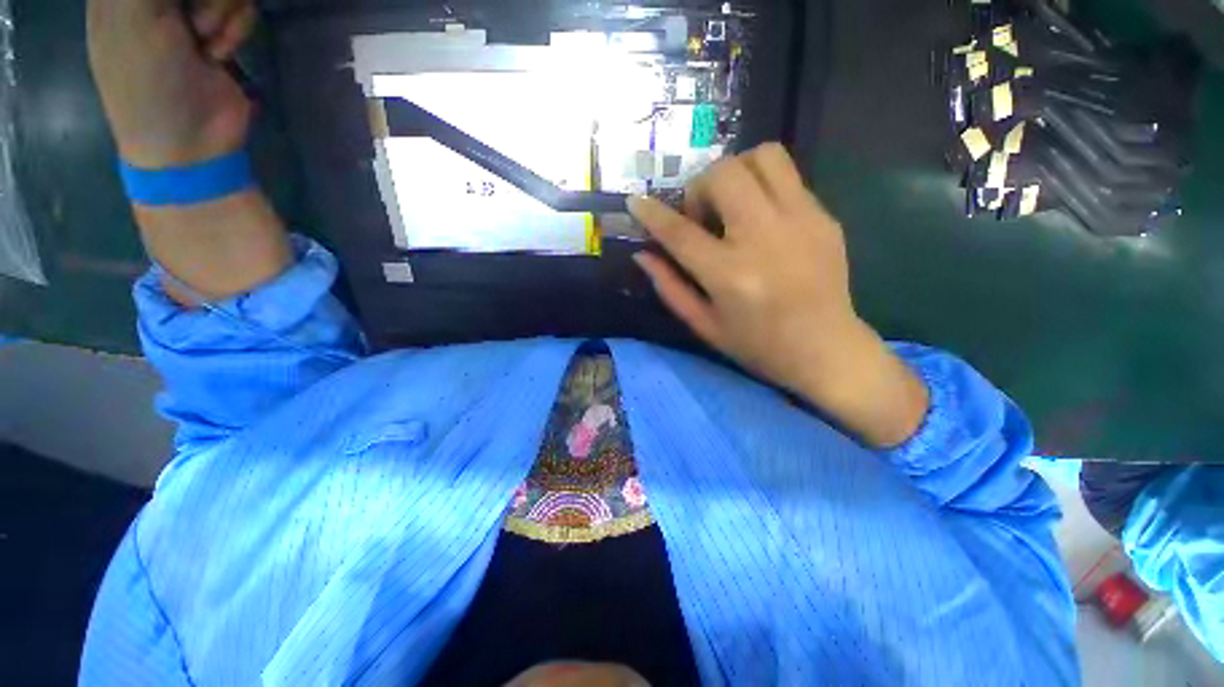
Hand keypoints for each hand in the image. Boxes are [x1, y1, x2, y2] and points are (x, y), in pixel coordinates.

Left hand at [88, 0, 255, 167]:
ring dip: (223, 11)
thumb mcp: (131, 15)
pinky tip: (218, 53)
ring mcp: (188, 10)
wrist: (189, 143)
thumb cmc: (147, 82)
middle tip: (190, 23)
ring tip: (204, 45)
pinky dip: (236, 28)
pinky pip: (242, 7)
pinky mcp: (219, 30)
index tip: (178, 9)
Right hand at [630, 143, 928, 446]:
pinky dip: (763, 187)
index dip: (652, 214)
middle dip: (700, 186)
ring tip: (732, 204)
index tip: (635, 201)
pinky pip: (788, 178)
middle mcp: (765, 238)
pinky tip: (761, 220)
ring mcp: (801, 221)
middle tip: (702, 216)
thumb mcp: (704, 325)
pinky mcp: (824, 217)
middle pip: (724, 174)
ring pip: (764, 156)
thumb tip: (643, 255)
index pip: (680, 233)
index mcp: (730, 275)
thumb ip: (669, 287)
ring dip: (736, 172)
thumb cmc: (758, 345)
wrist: (827, 349)